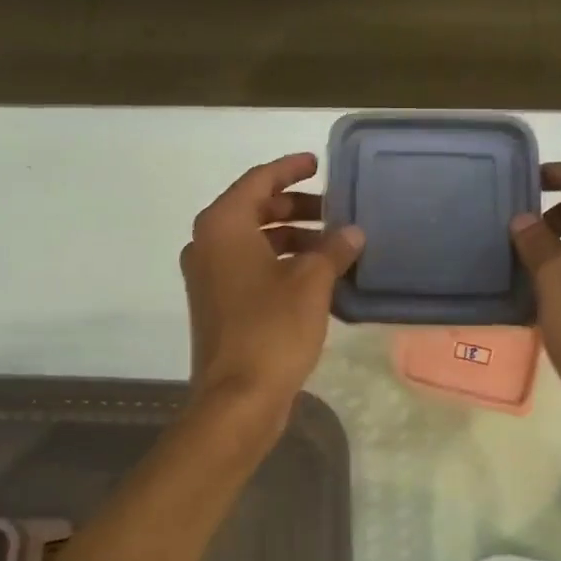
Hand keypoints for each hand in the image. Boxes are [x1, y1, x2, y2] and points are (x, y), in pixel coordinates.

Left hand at [180, 152, 363, 422]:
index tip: (318, 163)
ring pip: (254, 241)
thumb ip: (333, 250)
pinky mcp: (217, 305)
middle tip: (334, 210)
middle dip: (296, 206)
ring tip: (333, 246)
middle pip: (254, 209)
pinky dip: (280, 263)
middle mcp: (208, 245)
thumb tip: (352, 233)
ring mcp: (209, 277)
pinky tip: (316, 276)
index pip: (258, 181)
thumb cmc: (272, 329)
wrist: (238, 397)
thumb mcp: (311, 283)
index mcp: (223, 227)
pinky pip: (250, 268)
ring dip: (292, 238)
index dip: (290, 169)